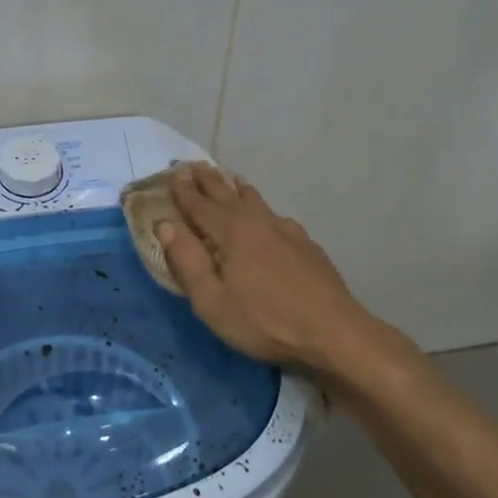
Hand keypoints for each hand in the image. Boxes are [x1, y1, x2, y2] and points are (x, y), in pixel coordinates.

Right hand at [157, 164, 389, 372]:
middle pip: (227, 193)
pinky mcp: (306, 243)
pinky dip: (261, 207)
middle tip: (192, 165)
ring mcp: (286, 230)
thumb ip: (186, 261)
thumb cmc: (263, 321)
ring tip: (228, 178)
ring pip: (255, 199)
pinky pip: (275, 215)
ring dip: (236, 186)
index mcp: (230, 232)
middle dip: (207, 179)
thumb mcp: (211, 301)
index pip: (198, 204)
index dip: (182, 190)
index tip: (170, 173)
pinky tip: (266, 217)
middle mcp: (257, 221)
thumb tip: (165, 225)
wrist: (332, 332)